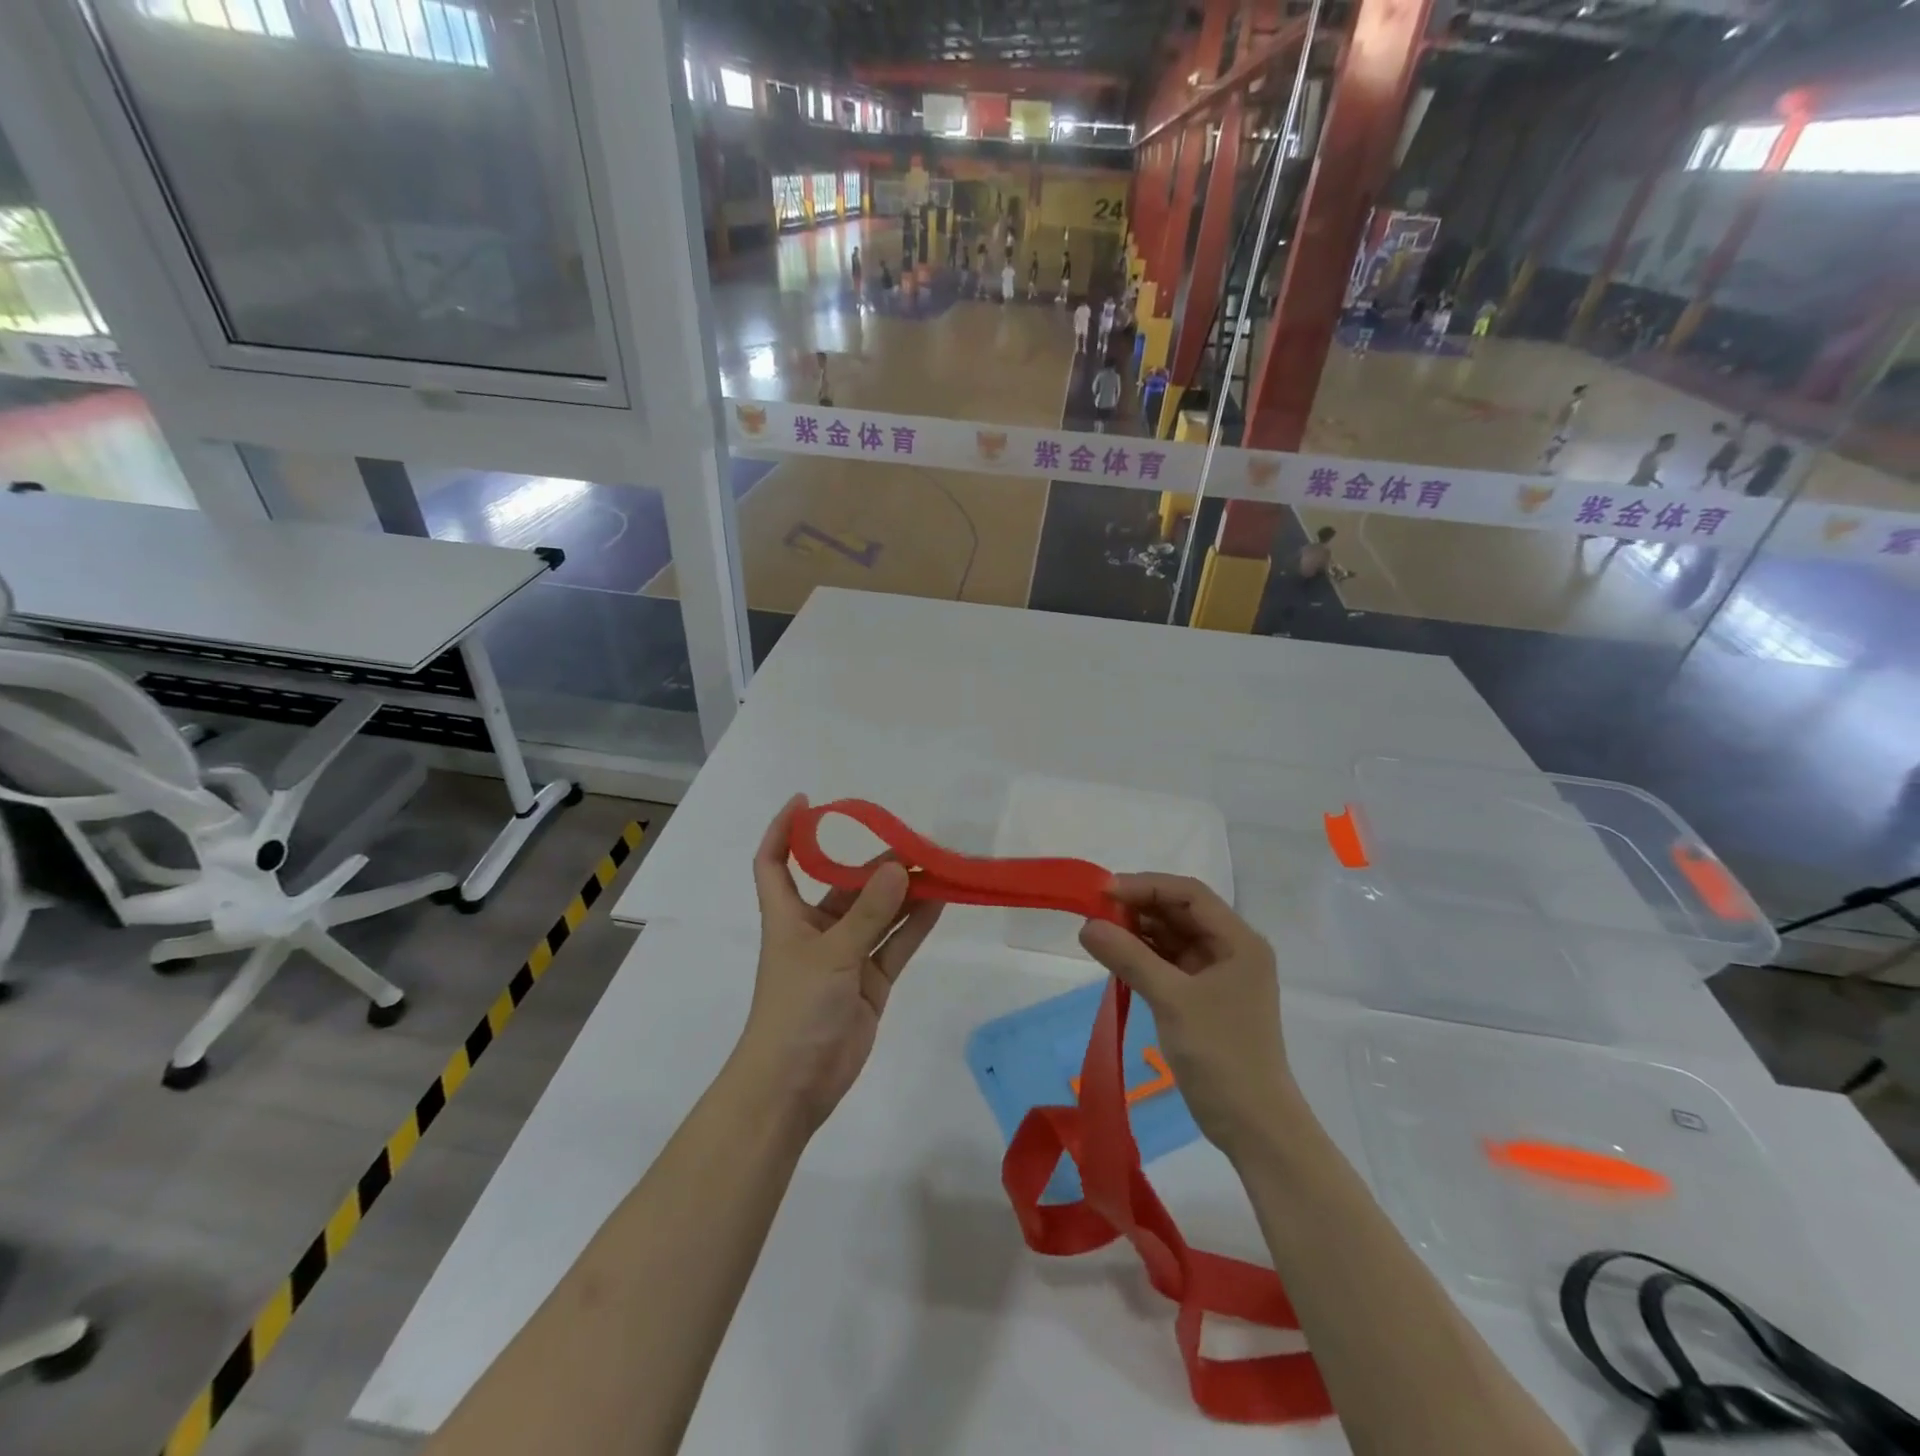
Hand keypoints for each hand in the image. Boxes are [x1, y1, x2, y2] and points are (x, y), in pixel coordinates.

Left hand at [736, 795, 943, 1132]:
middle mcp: (816, 930)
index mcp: (788, 916)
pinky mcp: (869, 982)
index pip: (775, 862)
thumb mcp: (831, 954)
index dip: (783, 830)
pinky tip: (940, 902)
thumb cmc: (796, 1009)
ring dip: (902, 893)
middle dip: (874, 866)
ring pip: (877, 914)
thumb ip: (869, 912)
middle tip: (915, 844)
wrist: (794, 1085)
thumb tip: (901, 868)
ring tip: (937, 868)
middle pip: (843, 886)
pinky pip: (895, 944)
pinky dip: (914, 925)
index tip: (806, 801)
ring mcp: (845, 957)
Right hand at [1079, 875, 1296, 1159]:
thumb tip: (1086, 925)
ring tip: (1098, 933)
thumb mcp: (1172, 1000)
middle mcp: (1231, 949)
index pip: (1189, 894)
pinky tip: (1115, 957)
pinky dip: (1142, 956)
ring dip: (1137, 932)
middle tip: (1094, 913)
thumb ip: (1129, 957)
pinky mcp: (1203, 996)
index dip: (1146, 886)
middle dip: (1138, 908)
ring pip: (1171, 936)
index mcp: (1238, 940)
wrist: (1253, 1125)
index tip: (1103, 892)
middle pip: (1180, 912)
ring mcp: (1217, 974)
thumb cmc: (1221, 1054)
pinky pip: (1168, 962)